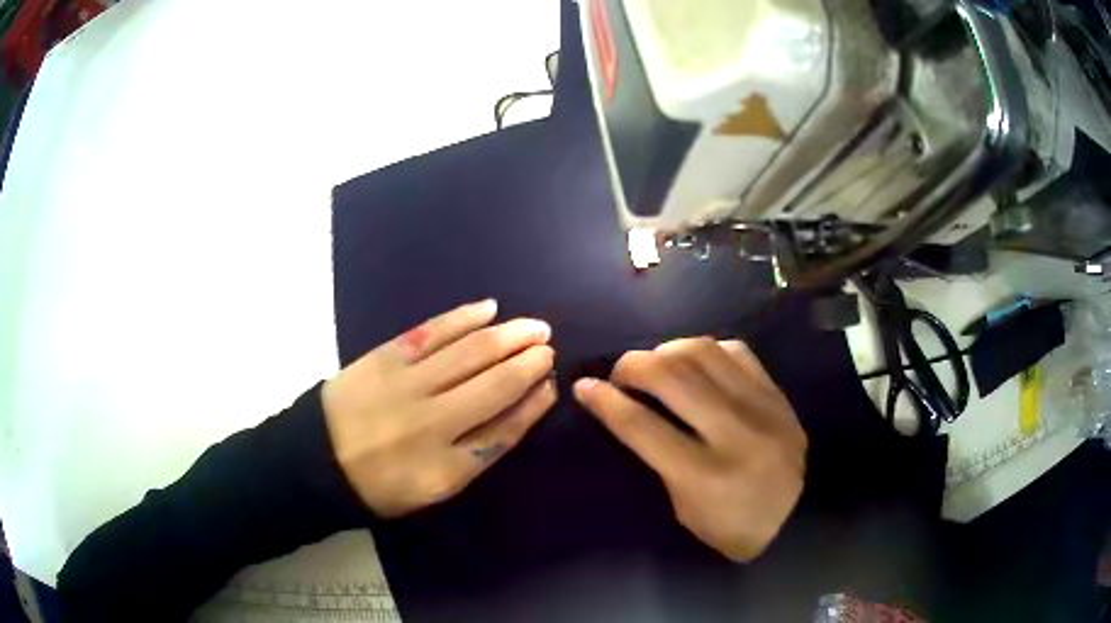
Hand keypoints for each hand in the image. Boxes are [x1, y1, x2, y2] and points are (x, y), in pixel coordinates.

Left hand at [322, 300, 556, 517]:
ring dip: (508, 336)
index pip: (506, 430)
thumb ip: (479, 453)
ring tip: (533, 326)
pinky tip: (488, 309)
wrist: (319, 460)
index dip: (534, 404)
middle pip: (495, 385)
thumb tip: (520, 408)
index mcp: (447, 466)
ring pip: (470, 353)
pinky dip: (463, 318)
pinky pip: (432, 332)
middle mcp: (433, 423)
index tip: (551, 383)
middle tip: (548, 345)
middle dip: (529, 363)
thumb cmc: (381, 482)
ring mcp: (408, 384)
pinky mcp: (386, 357)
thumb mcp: (434, 487)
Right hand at [573, 338, 805, 561]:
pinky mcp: (777, 394)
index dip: (606, 402)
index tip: (583, 386)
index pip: (643, 427)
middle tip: (620, 373)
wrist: (799, 517)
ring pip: (703, 352)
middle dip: (633, 365)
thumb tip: (629, 411)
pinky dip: (706, 350)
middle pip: (672, 376)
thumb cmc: (733, 528)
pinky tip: (695, 362)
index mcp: (705, 477)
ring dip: (667, 350)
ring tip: (655, 363)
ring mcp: (762, 407)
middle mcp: (735, 433)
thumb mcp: (685, 509)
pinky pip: (736, 351)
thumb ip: (658, 458)